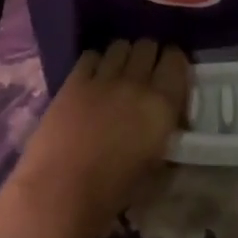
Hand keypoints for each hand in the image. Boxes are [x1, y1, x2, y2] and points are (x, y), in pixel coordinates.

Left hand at [9, 38, 189, 237]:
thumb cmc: (113, 192)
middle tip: (144, 72)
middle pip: (147, 46)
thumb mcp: (155, 167)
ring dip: (123, 56)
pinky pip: (91, 56)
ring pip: (120, 46)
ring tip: (118, 72)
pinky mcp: (75, 80)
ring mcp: (104, 78)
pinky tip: (93, 78)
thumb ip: (164, 136)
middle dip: (148, 55)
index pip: (176, 60)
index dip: (173, 62)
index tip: (169, 72)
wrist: (61, 191)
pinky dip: (95, 63)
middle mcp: (137, 83)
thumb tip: (165, 124)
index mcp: (162, 105)